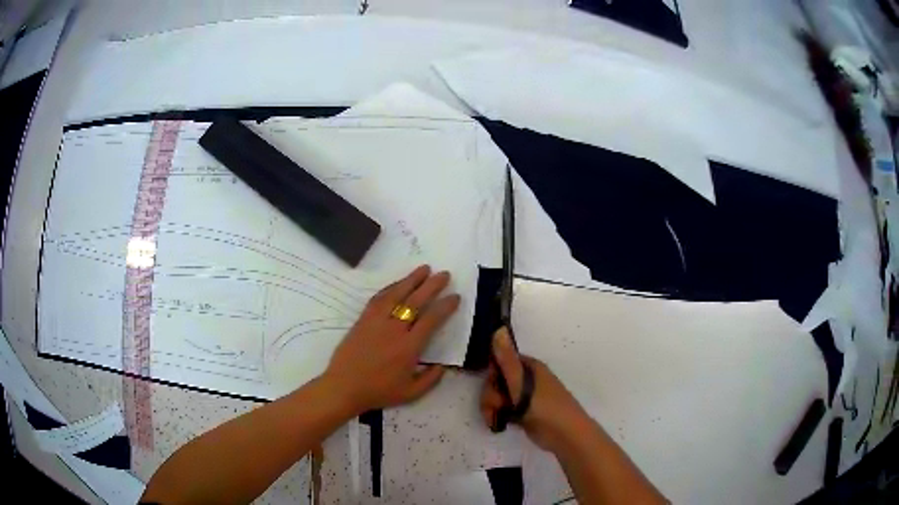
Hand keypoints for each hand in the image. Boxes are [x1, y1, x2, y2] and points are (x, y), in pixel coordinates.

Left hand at [324, 265, 459, 413]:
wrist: (344, 387)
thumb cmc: (378, 392)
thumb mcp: (411, 393)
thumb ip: (431, 379)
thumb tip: (443, 365)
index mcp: (409, 347)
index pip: (431, 320)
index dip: (445, 307)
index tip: (455, 297)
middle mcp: (394, 329)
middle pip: (415, 301)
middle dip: (432, 286)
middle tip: (444, 274)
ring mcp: (376, 321)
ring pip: (396, 294)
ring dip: (412, 279)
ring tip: (424, 268)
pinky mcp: (363, 319)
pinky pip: (378, 298)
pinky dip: (390, 288)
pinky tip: (398, 283)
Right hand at [480, 327, 587, 451]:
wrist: (563, 434)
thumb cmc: (544, 405)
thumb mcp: (521, 382)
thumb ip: (507, 359)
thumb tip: (498, 328)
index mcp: (529, 367)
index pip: (500, 362)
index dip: (492, 374)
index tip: (492, 386)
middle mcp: (526, 380)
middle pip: (496, 382)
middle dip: (490, 396)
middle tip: (497, 406)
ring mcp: (524, 398)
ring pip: (497, 397)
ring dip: (492, 408)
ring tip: (496, 419)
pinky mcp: (522, 413)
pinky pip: (503, 409)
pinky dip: (498, 416)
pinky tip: (499, 424)